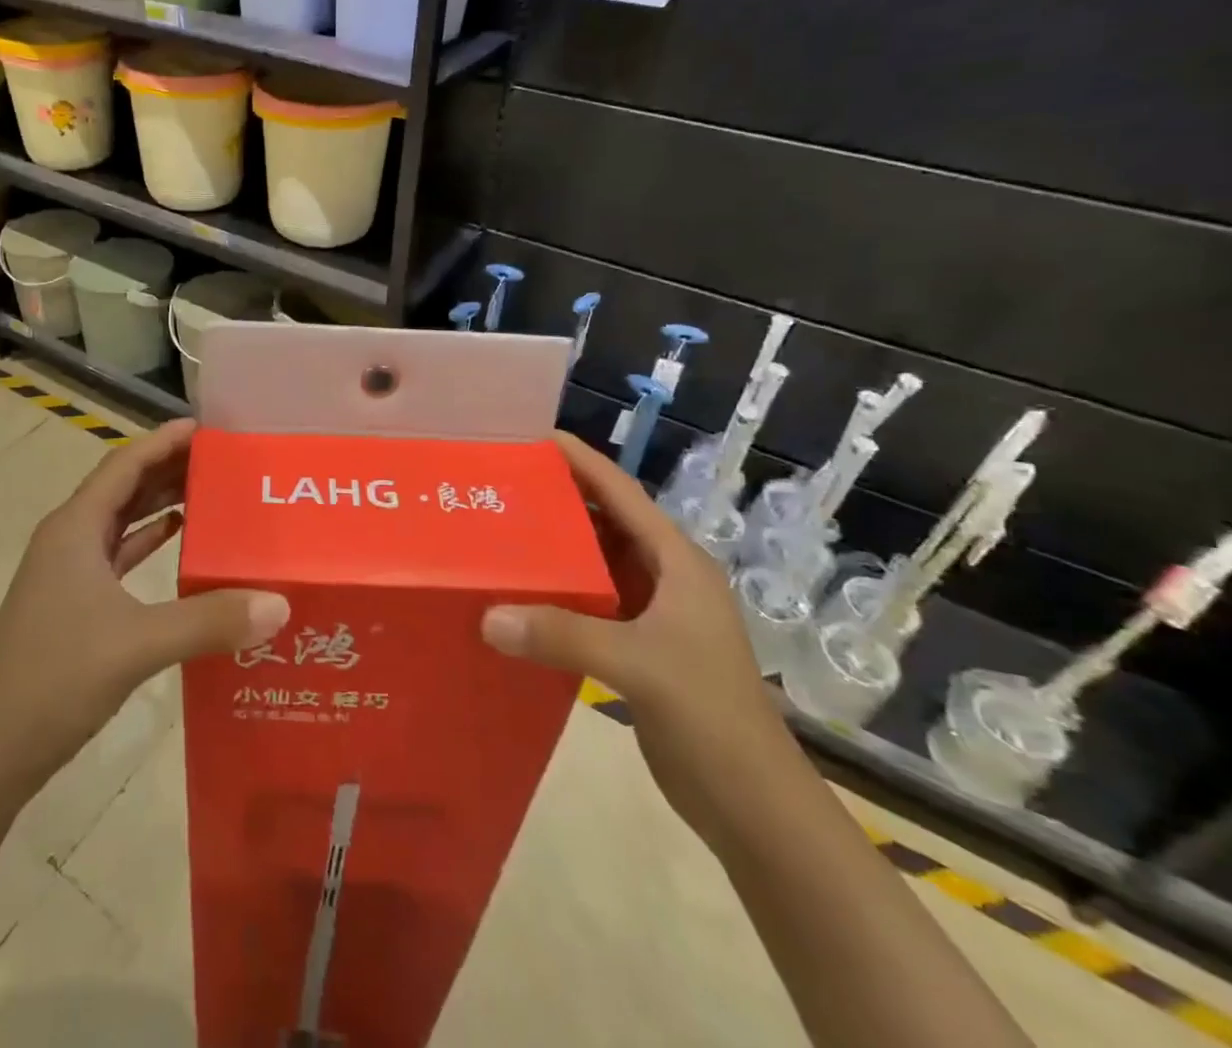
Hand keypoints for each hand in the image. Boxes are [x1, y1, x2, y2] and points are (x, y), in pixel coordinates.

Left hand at [0, 419, 288, 788]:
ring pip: (122, 521)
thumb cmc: (54, 678)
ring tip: (212, 492)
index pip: (125, 464)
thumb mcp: (137, 644)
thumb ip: (208, 621)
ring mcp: (69, 573)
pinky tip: (181, 541)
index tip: (208, 427)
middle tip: (223, 459)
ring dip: (161, 503)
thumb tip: (278, 603)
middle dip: (169, 468)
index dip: (164, 441)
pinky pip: (120, 556)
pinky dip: (150, 542)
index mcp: (76, 528)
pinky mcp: (75, 604)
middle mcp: (70, 539)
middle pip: (125, 487)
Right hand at [481, 431, 799, 846]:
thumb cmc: (710, 715)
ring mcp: (654, 616)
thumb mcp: (638, 665)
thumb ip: (563, 636)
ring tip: (501, 532)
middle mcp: (666, 579)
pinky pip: (590, 605)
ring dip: (556, 550)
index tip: (537, 436)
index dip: (584, 462)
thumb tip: (487, 616)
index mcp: (678, 564)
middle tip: (503, 484)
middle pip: (606, 524)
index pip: (624, 495)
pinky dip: (558, 596)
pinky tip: (520, 597)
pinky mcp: (639, 649)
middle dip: (560, 501)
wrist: (754, 805)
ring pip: (596, 565)